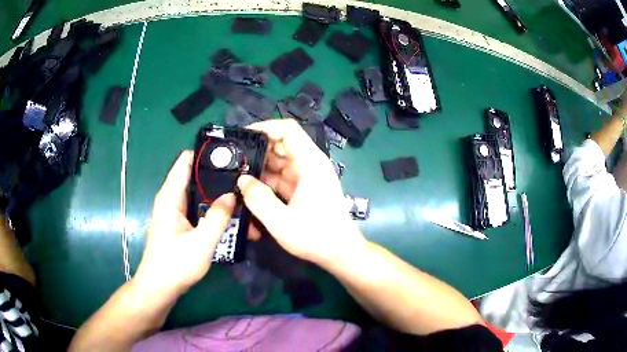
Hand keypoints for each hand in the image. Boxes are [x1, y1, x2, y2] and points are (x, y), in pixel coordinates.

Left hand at [134, 151, 235, 294]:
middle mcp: (170, 199)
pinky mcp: (178, 222)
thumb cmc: (175, 265)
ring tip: (240, 194)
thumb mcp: (201, 243)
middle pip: (194, 175)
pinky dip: (211, 207)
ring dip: (215, 193)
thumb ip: (218, 217)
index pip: (186, 161)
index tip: (230, 155)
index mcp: (170, 196)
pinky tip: (228, 214)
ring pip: (197, 193)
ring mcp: (174, 211)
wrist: (159, 287)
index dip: (206, 154)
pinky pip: (197, 207)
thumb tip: (232, 194)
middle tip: (242, 177)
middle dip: (216, 175)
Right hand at [237, 119, 365, 265]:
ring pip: (280, 161)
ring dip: (260, 166)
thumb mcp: (281, 222)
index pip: (288, 130)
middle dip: (257, 149)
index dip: (265, 127)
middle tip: (233, 158)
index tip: (243, 137)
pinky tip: (250, 187)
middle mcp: (310, 164)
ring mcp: (308, 176)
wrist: (341, 252)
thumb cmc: (316, 237)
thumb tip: (242, 180)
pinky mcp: (304, 188)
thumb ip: (258, 199)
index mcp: (311, 163)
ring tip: (236, 173)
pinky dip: (267, 179)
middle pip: (282, 144)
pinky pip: (282, 176)